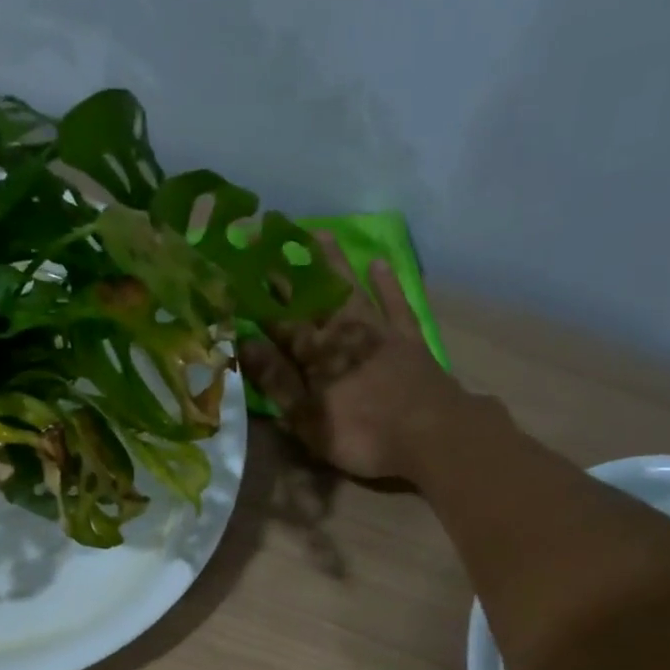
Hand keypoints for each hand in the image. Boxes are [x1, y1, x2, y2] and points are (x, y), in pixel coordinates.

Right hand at [240, 232, 467, 481]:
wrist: (430, 433)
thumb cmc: (362, 435)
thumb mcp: (309, 418)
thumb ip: (278, 381)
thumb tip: (245, 344)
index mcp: (314, 356)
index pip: (279, 323)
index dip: (258, 301)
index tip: (239, 273)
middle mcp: (343, 333)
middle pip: (311, 299)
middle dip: (288, 272)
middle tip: (269, 238)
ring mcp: (378, 331)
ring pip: (351, 289)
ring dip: (334, 263)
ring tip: (318, 234)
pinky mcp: (408, 338)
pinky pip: (395, 303)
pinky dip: (387, 283)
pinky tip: (378, 263)